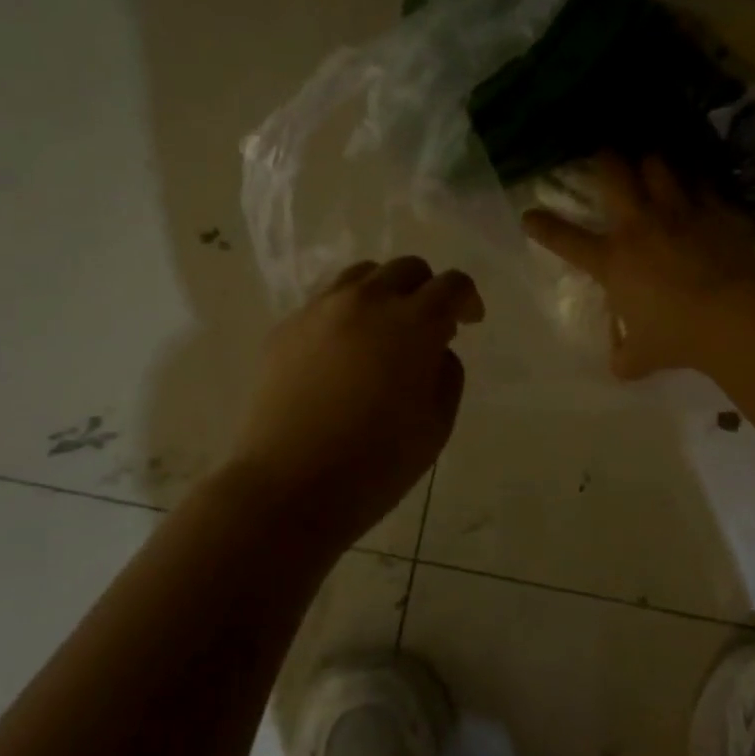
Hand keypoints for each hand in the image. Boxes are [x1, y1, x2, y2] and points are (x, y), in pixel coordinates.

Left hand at [232, 257, 483, 536]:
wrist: (289, 486)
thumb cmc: (376, 463)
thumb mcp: (436, 425)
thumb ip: (447, 374)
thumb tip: (436, 350)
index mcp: (412, 323)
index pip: (451, 285)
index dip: (467, 299)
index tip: (469, 322)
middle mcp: (366, 302)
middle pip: (406, 269)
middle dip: (427, 290)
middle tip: (428, 327)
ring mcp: (319, 310)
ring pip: (362, 276)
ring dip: (384, 293)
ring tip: (383, 331)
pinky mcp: (285, 328)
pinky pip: (325, 302)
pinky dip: (346, 313)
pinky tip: (343, 352)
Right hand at [522, 153, 754, 379]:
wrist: (733, 318)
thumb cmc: (677, 337)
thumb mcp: (641, 358)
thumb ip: (625, 357)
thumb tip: (619, 365)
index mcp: (613, 260)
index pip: (567, 239)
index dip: (543, 227)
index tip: (529, 216)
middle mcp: (641, 226)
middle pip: (615, 174)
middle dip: (605, 159)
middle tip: (603, 152)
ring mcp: (680, 213)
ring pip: (660, 166)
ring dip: (653, 162)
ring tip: (652, 161)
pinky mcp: (717, 211)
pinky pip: (704, 184)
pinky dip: (698, 181)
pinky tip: (699, 183)